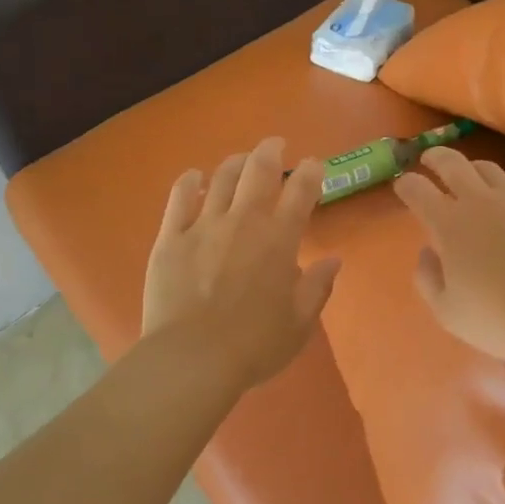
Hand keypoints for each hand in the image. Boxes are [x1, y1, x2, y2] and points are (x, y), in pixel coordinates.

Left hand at [141, 138, 341, 396]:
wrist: (193, 358)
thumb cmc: (255, 345)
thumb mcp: (299, 323)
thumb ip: (318, 287)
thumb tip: (333, 260)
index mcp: (280, 239)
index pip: (301, 191)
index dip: (310, 172)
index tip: (314, 164)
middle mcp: (244, 221)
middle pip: (258, 170)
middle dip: (271, 151)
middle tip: (275, 145)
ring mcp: (204, 225)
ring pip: (221, 177)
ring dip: (234, 162)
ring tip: (240, 160)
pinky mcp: (171, 237)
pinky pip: (179, 198)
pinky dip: (189, 182)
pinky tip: (193, 177)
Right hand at [392, 149, 504, 369]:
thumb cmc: (498, 320)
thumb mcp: (447, 312)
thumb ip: (427, 278)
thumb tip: (428, 252)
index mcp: (449, 225)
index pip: (417, 189)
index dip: (405, 184)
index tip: (402, 186)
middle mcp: (480, 201)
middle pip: (451, 162)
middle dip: (434, 157)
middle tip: (428, 160)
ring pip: (487, 168)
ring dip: (470, 170)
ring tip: (468, 179)